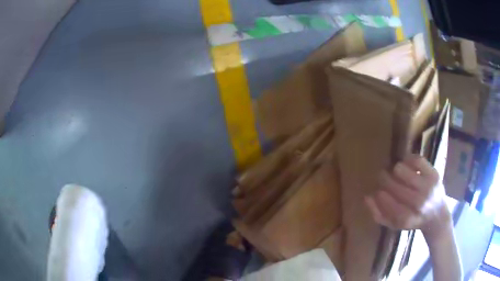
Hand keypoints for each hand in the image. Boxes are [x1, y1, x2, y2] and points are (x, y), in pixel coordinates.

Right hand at [365, 154, 451, 239]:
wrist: (437, 216)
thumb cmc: (412, 220)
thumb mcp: (394, 225)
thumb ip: (378, 214)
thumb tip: (367, 197)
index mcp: (407, 218)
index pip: (386, 201)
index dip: (379, 193)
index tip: (378, 191)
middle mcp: (418, 203)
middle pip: (393, 184)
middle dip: (384, 180)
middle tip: (384, 178)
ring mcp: (428, 187)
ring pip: (401, 170)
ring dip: (395, 171)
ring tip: (397, 174)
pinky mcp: (434, 174)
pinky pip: (416, 160)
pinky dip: (408, 160)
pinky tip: (407, 165)